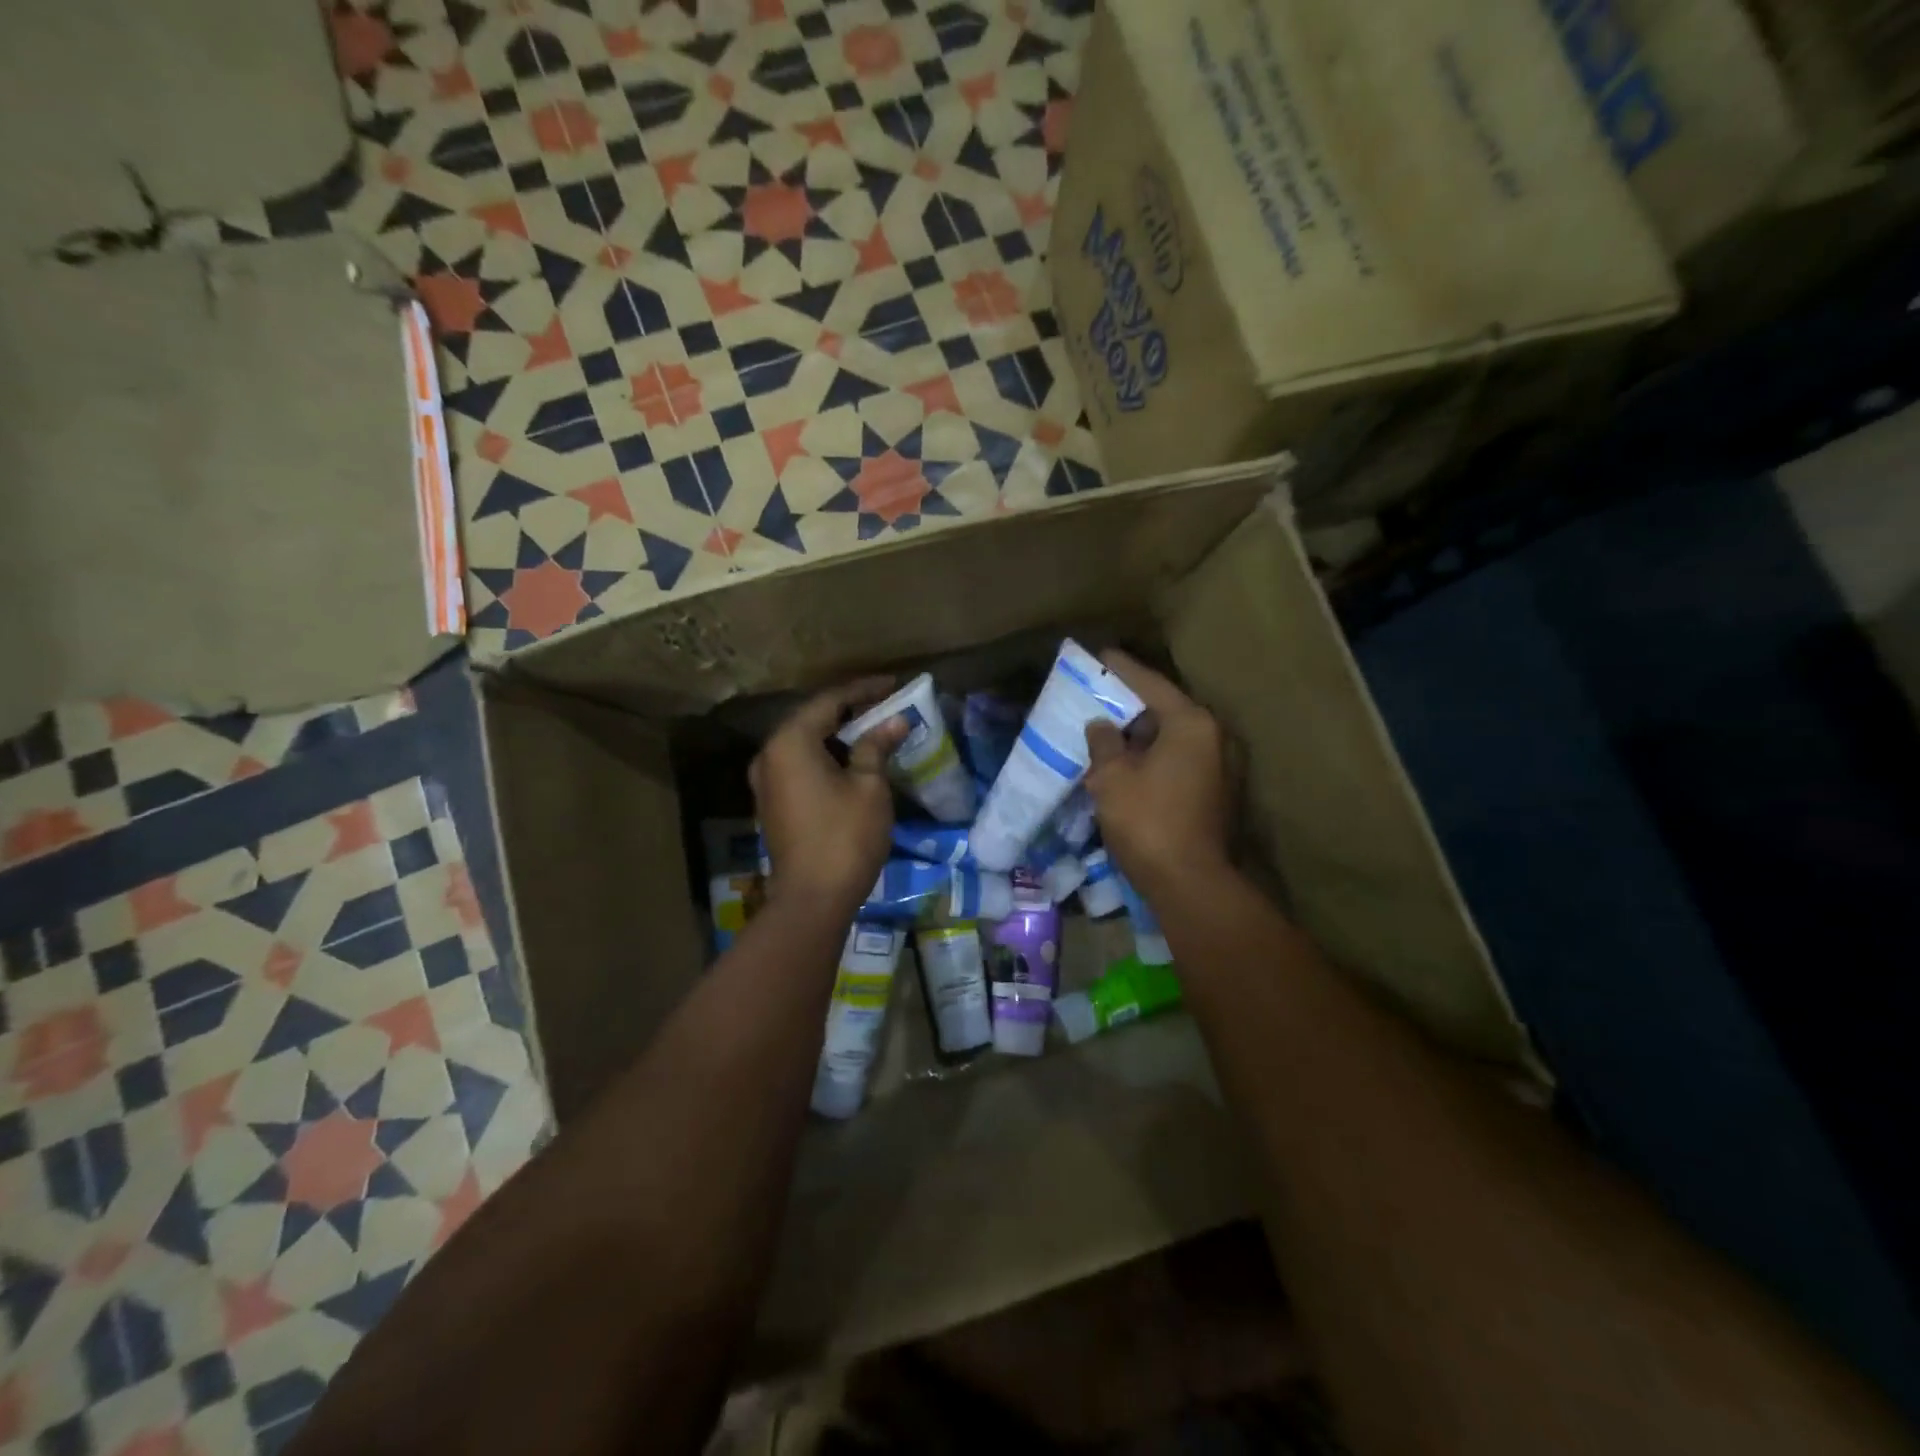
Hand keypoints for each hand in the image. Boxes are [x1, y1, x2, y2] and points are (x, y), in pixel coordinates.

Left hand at [751, 678, 907, 911]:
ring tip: (875, 729)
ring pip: (805, 743)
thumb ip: (877, 746)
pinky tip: (853, 760)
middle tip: (887, 704)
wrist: (812, 898)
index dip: (864, 690)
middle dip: (851, 710)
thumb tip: (895, 721)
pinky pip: (800, 765)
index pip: (830, 700)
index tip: (895, 684)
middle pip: (813, 719)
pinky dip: (826, 756)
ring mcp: (767, 781)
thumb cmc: (844, 836)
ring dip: (839, 734)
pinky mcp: (773, 803)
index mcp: (790, 741)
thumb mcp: (869, 786)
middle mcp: (770, 754)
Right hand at [1083, 650, 1230, 896]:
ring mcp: (1219, 768)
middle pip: (1165, 710)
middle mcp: (1213, 738)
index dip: (1122, 669)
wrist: (1190, 883)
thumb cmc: (1148, 821)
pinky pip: (1177, 761)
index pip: (1151, 685)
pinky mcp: (1215, 794)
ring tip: (1106, 731)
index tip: (1101, 654)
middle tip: (1099, 694)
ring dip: (1140, 736)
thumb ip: (1104, 743)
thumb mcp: (1113, 777)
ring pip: (1171, 739)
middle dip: (1130, 704)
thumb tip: (1101, 726)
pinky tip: (1125, 764)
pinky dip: (1152, 757)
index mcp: (1191, 724)